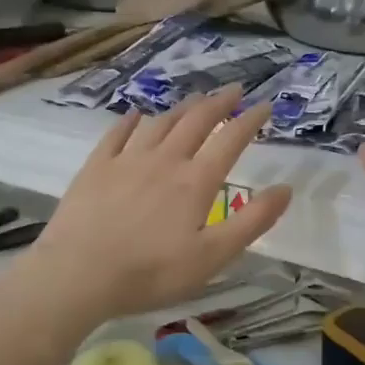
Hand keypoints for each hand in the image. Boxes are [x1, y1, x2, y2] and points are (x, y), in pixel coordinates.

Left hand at [26, 88, 291, 321]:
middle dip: (218, 103)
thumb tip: (286, 189)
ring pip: (160, 123)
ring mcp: (127, 160)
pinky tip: (135, 114)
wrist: (77, 274)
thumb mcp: (213, 257)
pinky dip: (131, 120)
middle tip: (233, 90)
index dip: (250, 120)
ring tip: (195, 99)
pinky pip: (117, 134)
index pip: (230, 140)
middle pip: (196, 121)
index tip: (265, 105)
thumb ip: (252, 222)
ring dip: (181, 108)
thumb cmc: (151, 272)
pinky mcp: (96, 168)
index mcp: (196, 181)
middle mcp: (164, 160)